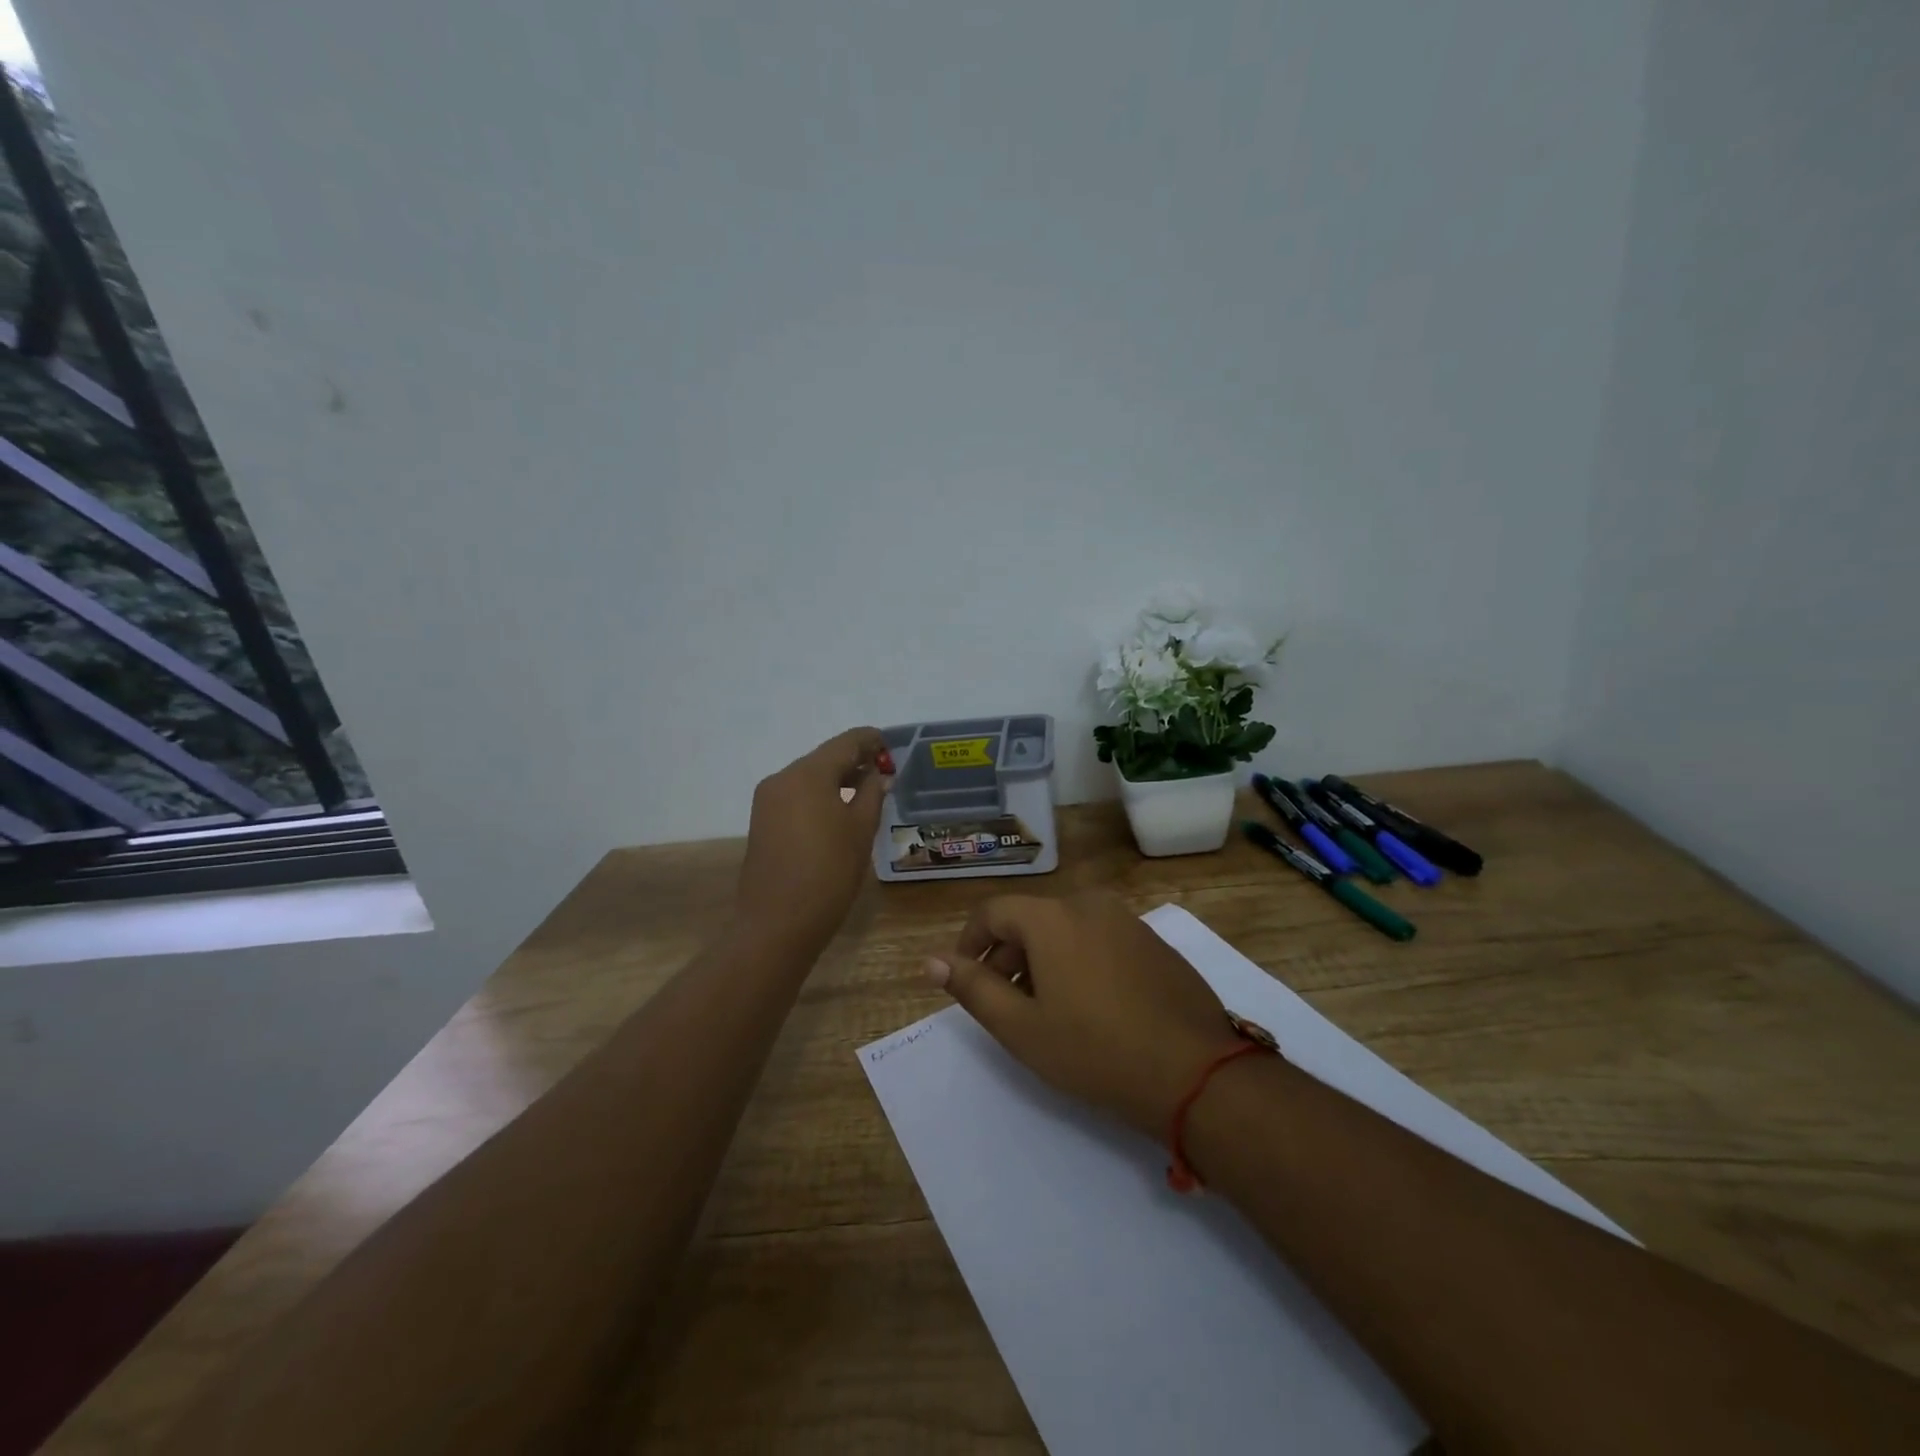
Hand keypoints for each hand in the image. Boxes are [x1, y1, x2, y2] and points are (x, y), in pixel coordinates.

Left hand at [737, 727, 891, 953]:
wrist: (777, 923)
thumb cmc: (829, 873)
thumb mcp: (860, 830)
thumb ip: (872, 794)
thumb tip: (877, 775)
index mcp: (808, 774)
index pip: (846, 743)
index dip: (870, 741)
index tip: (891, 746)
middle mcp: (782, 778)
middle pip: (824, 758)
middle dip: (854, 761)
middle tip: (883, 772)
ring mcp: (767, 801)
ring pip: (808, 778)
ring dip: (836, 780)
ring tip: (865, 793)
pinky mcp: (762, 822)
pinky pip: (796, 797)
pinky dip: (819, 796)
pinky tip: (838, 812)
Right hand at [925, 892, 1243, 1136]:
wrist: (1196, 1072)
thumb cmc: (1095, 1050)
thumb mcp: (1021, 1027)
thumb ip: (973, 988)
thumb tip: (931, 960)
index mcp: (1052, 917)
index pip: (992, 912)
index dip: (970, 943)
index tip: (966, 979)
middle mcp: (1089, 904)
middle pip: (1030, 919)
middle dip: (1007, 956)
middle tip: (1006, 1004)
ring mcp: (1127, 920)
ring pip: (1066, 929)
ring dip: (1043, 960)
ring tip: (1047, 1010)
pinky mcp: (1153, 941)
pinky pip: (1099, 939)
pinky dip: (1079, 960)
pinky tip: (1091, 1007)